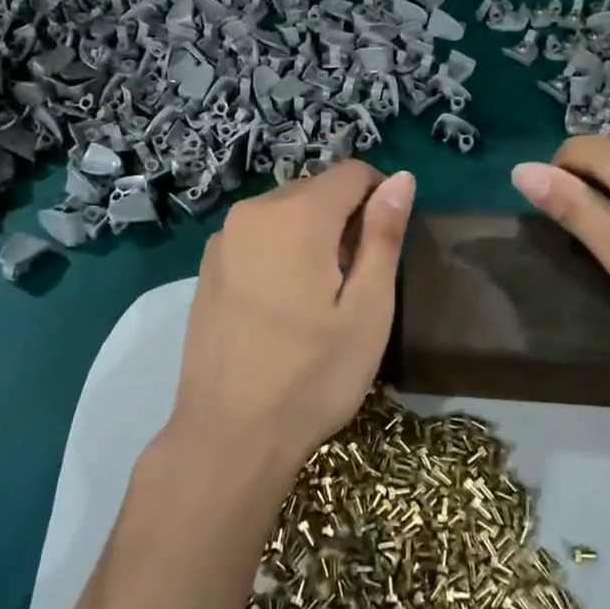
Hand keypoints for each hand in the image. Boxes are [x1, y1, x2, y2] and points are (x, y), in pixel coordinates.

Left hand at [172, 162, 415, 479]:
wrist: (228, 435)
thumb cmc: (312, 376)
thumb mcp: (368, 309)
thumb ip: (384, 235)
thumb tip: (401, 178)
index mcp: (298, 214)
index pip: (351, 172)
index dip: (380, 195)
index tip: (387, 242)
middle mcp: (254, 210)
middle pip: (316, 189)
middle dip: (345, 217)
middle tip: (357, 279)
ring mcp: (224, 237)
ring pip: (286, 210)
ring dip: (313, 232)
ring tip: (322, 294)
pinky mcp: (208, 265)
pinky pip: (258, 234)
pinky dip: (281, 248)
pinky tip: (284, 301)